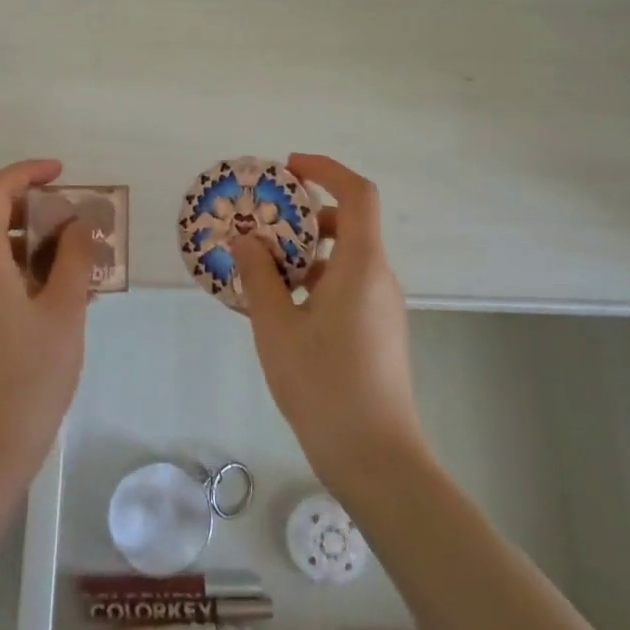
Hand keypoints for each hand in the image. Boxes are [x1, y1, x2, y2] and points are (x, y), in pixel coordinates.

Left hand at [0, 159, 93, 486]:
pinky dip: (28, 270)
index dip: (26, 172)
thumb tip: (77, 224)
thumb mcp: (64, 312)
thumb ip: (72, 259)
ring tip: (81, 259)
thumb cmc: (29, 377)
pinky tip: (64, 293)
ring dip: (37, 242)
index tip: (63, 174)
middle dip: (37, 209)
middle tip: (80, 221)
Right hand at [231, 154, 428, 491]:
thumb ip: (259, 277)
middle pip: (348, 224)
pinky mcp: (378, 331)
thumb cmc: (324, 386)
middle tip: (260, 224)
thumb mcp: (277, 328)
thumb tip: (247, 240)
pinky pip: (346, 286)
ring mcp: (382, 307)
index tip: (287, 168)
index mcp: (361, 265)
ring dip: (304, 252)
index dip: (325, 170)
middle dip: (303, 214)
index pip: (357, 194)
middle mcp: (378, 278)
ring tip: (259, 268)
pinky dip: (314, 280)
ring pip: (344, 258)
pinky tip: (280, 306)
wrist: (376, 460)